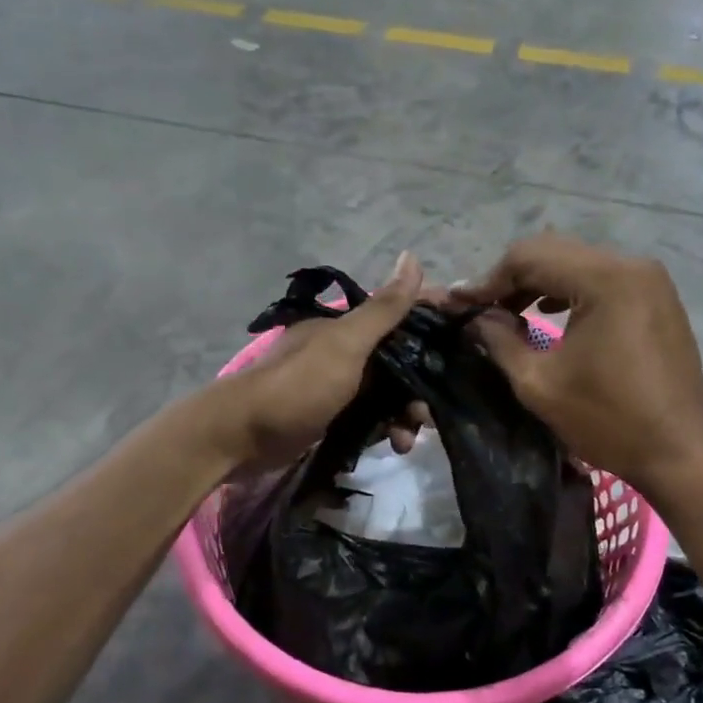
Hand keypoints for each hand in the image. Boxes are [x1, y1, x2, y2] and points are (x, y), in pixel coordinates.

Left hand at [211, 252, 426, 472]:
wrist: (242, 437)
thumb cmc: (298, 385)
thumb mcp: (345, 344)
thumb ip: (383, 309)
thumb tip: (413, 256)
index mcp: (348, 327)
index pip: (401, 318)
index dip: (431, 330)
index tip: (460, 352)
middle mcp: (346, 351)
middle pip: (400, 362)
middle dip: (420, 387)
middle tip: (429, 415)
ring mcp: (339, 385)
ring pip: (388, 393)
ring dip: (404, 414)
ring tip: (407, 439)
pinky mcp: (333, 416)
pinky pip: (372, 417)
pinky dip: (385, 429)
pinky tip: (392, 446)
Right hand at [451, 233, 702, 501]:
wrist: (680, 452)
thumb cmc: (608, 420)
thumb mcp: (539, 383)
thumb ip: (500, 340)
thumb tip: (475, 317)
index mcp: (605, 279)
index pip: (530, 257)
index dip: (488, 280)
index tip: (458, 306)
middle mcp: (631, 266)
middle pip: (554, 251)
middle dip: (511, 278)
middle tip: (479, 309)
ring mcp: (649, 280)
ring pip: (577, 262)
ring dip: (539, 282)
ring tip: (508, 312)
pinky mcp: (657, 298)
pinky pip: (602, 279)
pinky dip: (569, 290)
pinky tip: (548, 312)